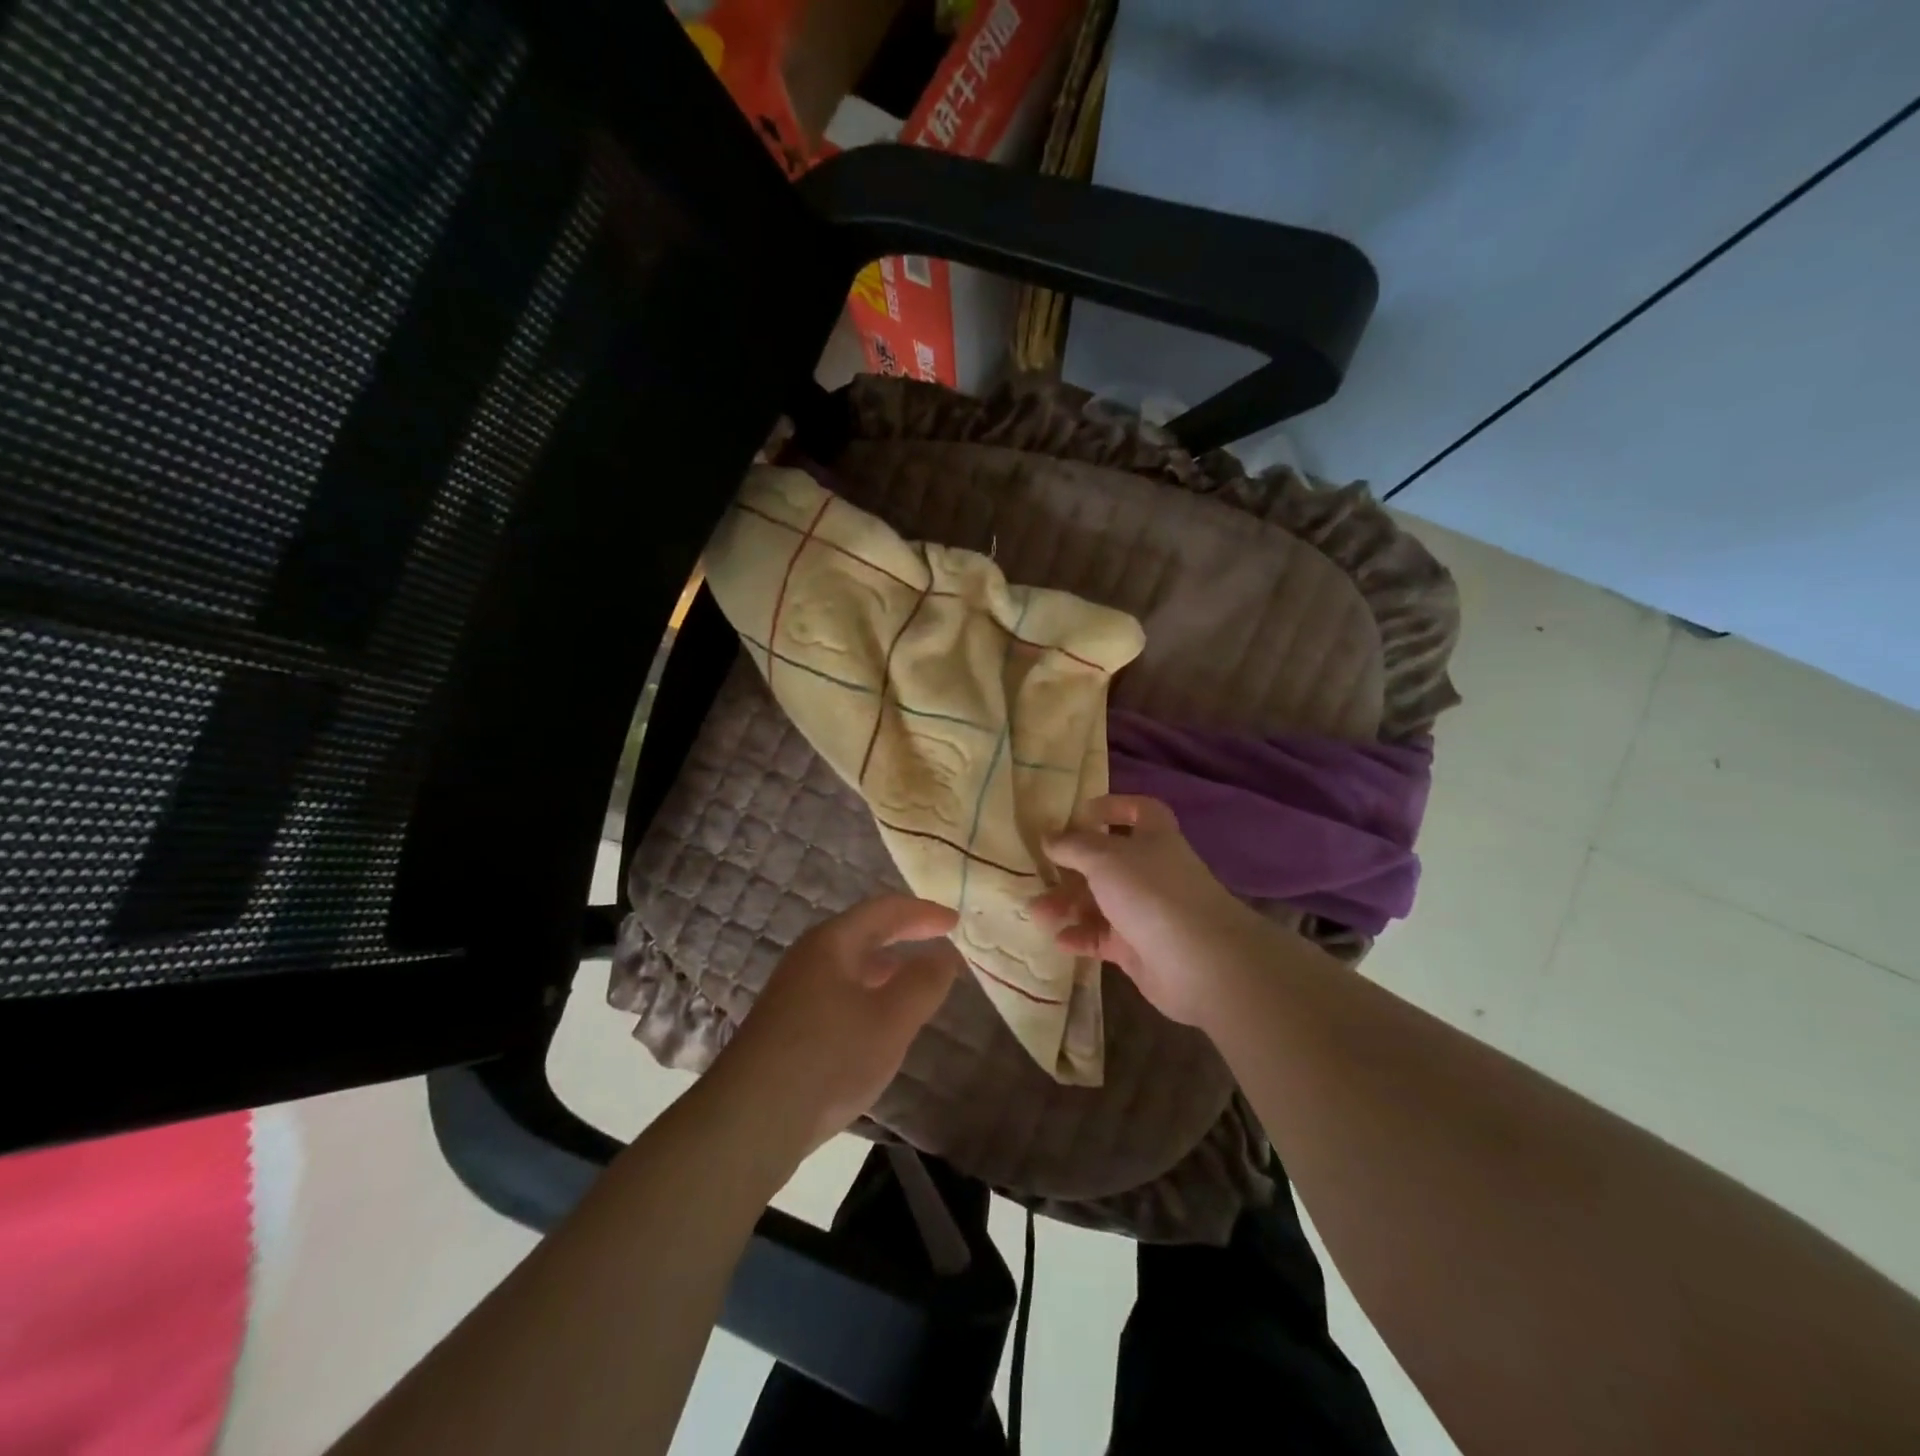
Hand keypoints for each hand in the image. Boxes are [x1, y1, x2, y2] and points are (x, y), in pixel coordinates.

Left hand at [713, 895, 960, 1153]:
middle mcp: (809, 959)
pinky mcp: (788, 1028)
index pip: (884, 910)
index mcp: (831, 943)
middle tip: (940, 943)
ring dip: (887, 968)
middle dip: (904, 935)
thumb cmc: (829, 1058)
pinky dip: (869, 995)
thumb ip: (923, 983)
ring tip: (917, 982)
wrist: (750, 1121)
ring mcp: (794, 994)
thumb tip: (944, 955)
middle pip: (863, 933)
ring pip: (850, 967)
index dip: (923, 913)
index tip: (956, 922)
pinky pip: (839, 994)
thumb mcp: (890, 1020)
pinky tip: (879, 1024)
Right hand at [1030, 794, 1258, 1027]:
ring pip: (1100, 902)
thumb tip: (1048, 836)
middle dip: (1071, 868)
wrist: (1199, 961)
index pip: (1139, 811)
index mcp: (1154, 838)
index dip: (1112, 807)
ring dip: (1067, 905)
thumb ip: (1072, 846)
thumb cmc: (1151, 892)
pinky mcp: (1138, 948)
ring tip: (1037, 913)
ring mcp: (1146, 911)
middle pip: (1106, 862)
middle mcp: (1151, 871)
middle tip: (1039, 874)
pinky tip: (1059, 941)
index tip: (1078, 815)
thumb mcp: (1104, 858)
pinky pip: (1102, 937)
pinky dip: (1080, 937)